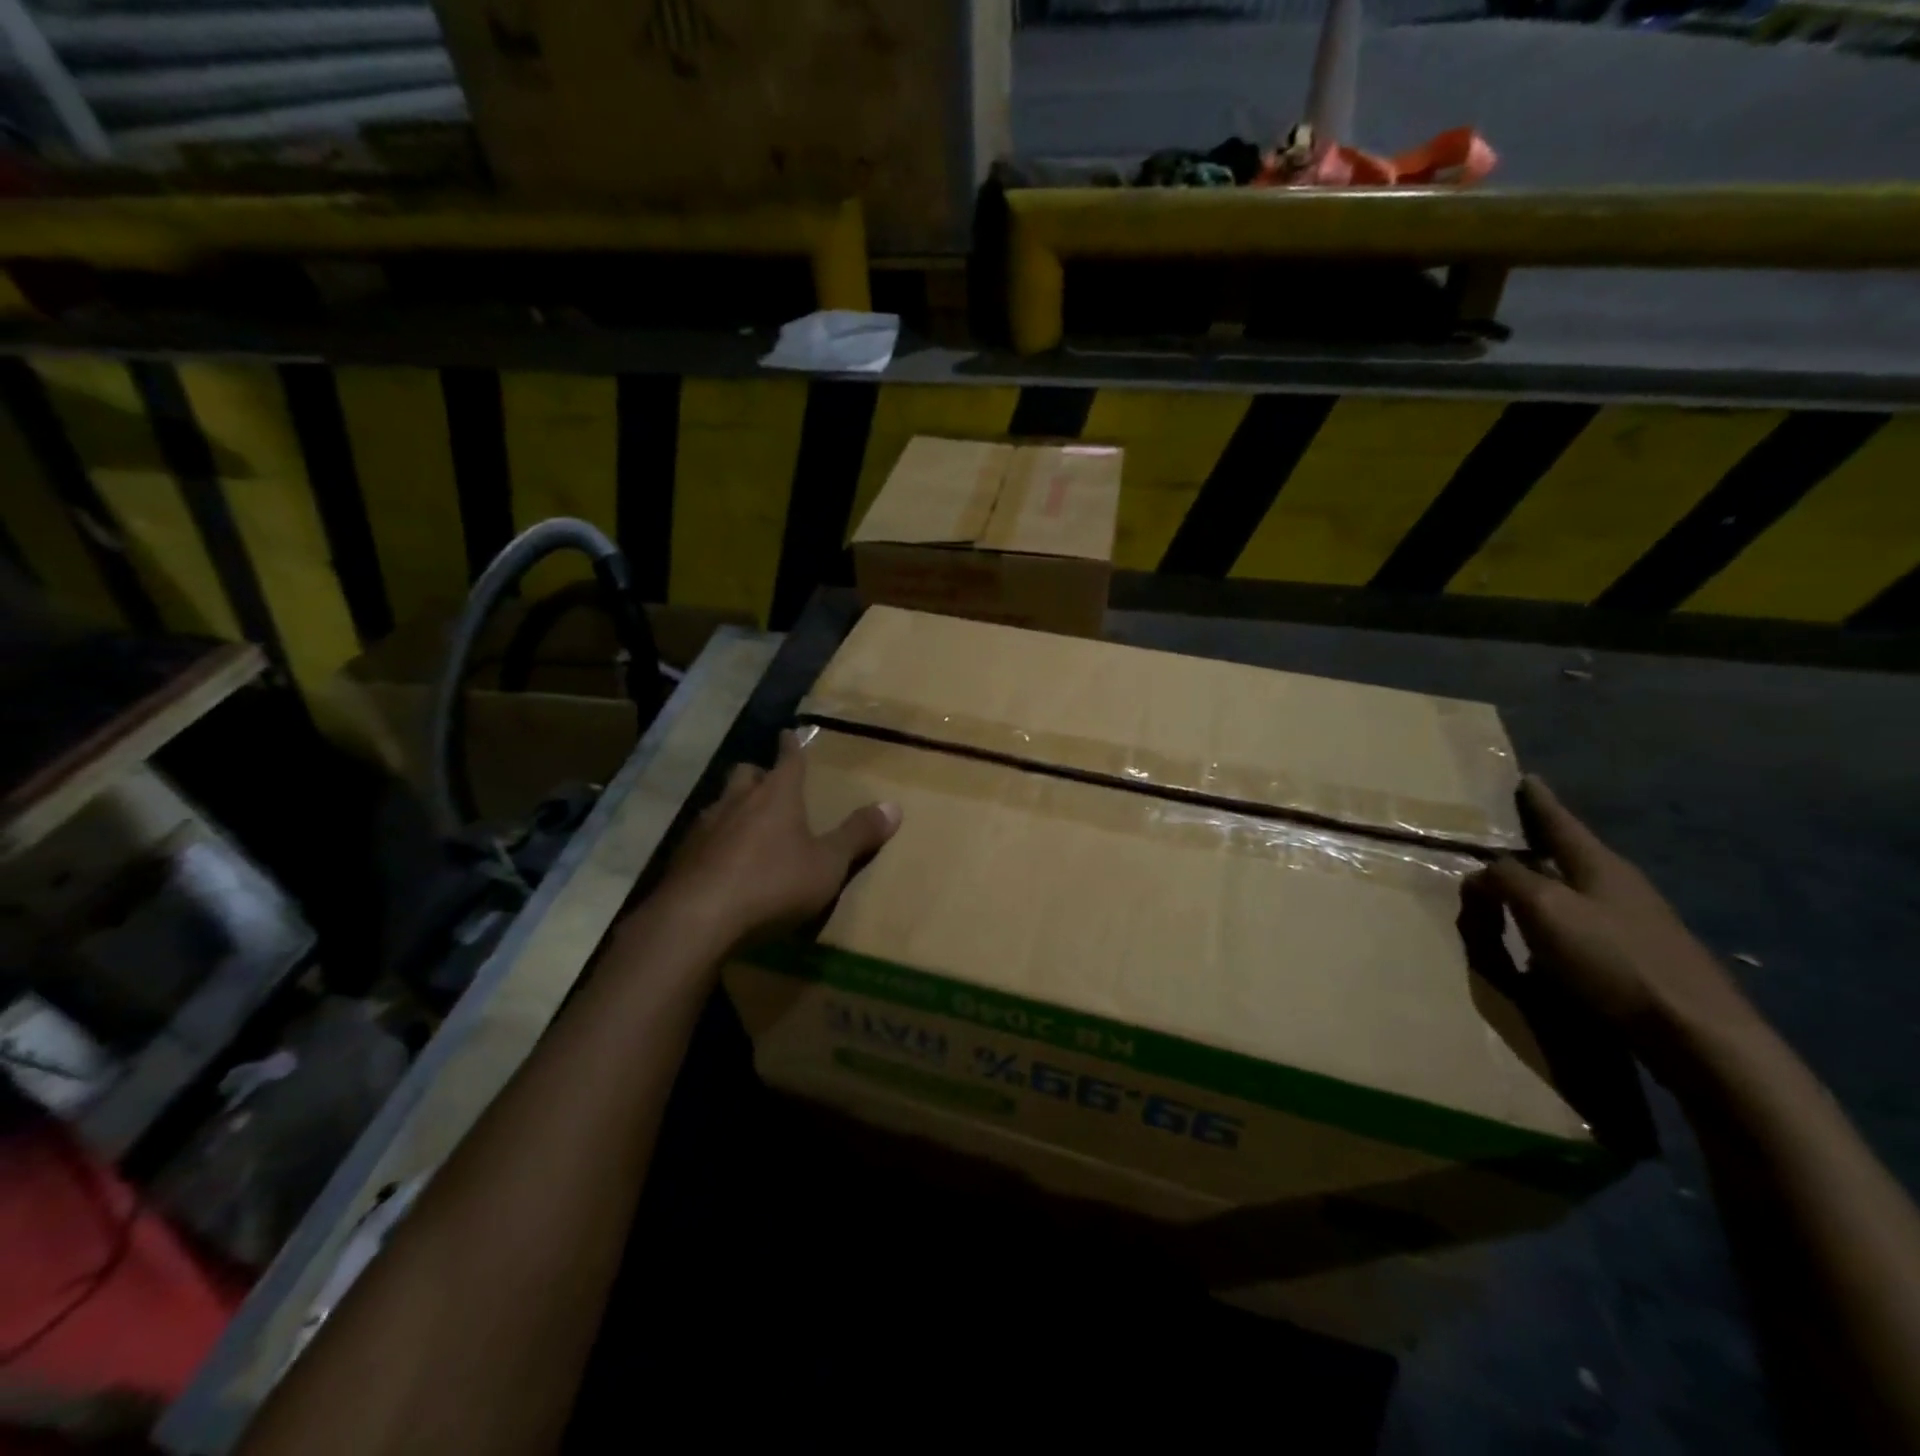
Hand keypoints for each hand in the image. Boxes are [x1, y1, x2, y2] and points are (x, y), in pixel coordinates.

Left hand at [658, 730, 900, 947]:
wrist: (697, 920)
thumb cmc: (773, 884)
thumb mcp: (827, 864)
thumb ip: (858, 835)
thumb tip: (894, 806)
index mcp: (777, 796)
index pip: (788, 759)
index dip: (792, 746)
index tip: (789, 732)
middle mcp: (737, 801)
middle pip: (746, 774)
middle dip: (758, 774)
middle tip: (768, 784)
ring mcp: (704, 827)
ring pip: (720, 803)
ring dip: (734, 808)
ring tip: (745, 824)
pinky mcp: (682, 856)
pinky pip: (702, 837)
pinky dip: (714, 841)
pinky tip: (721, 863)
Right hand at [1471, 776, 1761, 1078]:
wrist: (1697, 1035)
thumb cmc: (1613, 960)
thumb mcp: (1545, 911)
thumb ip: (1507, 881)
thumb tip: (1482, 870)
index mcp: (1600, 866)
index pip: (1561, 823)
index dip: (1540, 801)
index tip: (1527, 778)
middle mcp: (1621, 887)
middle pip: (1572, 854)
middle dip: (1541, 841)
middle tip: (1510, 831)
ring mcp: (1637, 924)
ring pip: (1578, 889)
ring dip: (1546, 882)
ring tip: (1517, 882)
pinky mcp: (1640, 958)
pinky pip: (1583, 922)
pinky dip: (1557, 917)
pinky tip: (1544, 934)